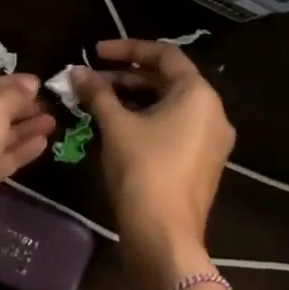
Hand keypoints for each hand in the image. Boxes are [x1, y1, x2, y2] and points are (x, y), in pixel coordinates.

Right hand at [73, 40, 235, 289]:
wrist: (165, 241)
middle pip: (166, 79)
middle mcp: (212, 112)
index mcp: (199, 94)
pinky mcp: (201, 163)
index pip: (164, 54)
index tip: (96, 52)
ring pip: (168, 105)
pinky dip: (145, 119)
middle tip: (91, 79)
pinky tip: (115, 125)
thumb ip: (98, 92)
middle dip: (125, 76)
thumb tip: (76, 71)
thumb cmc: (144, 171)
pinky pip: (173, 127)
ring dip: (133, 98)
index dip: (127, 49)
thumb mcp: (116, 125)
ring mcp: (209, 140)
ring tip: (96, 100)